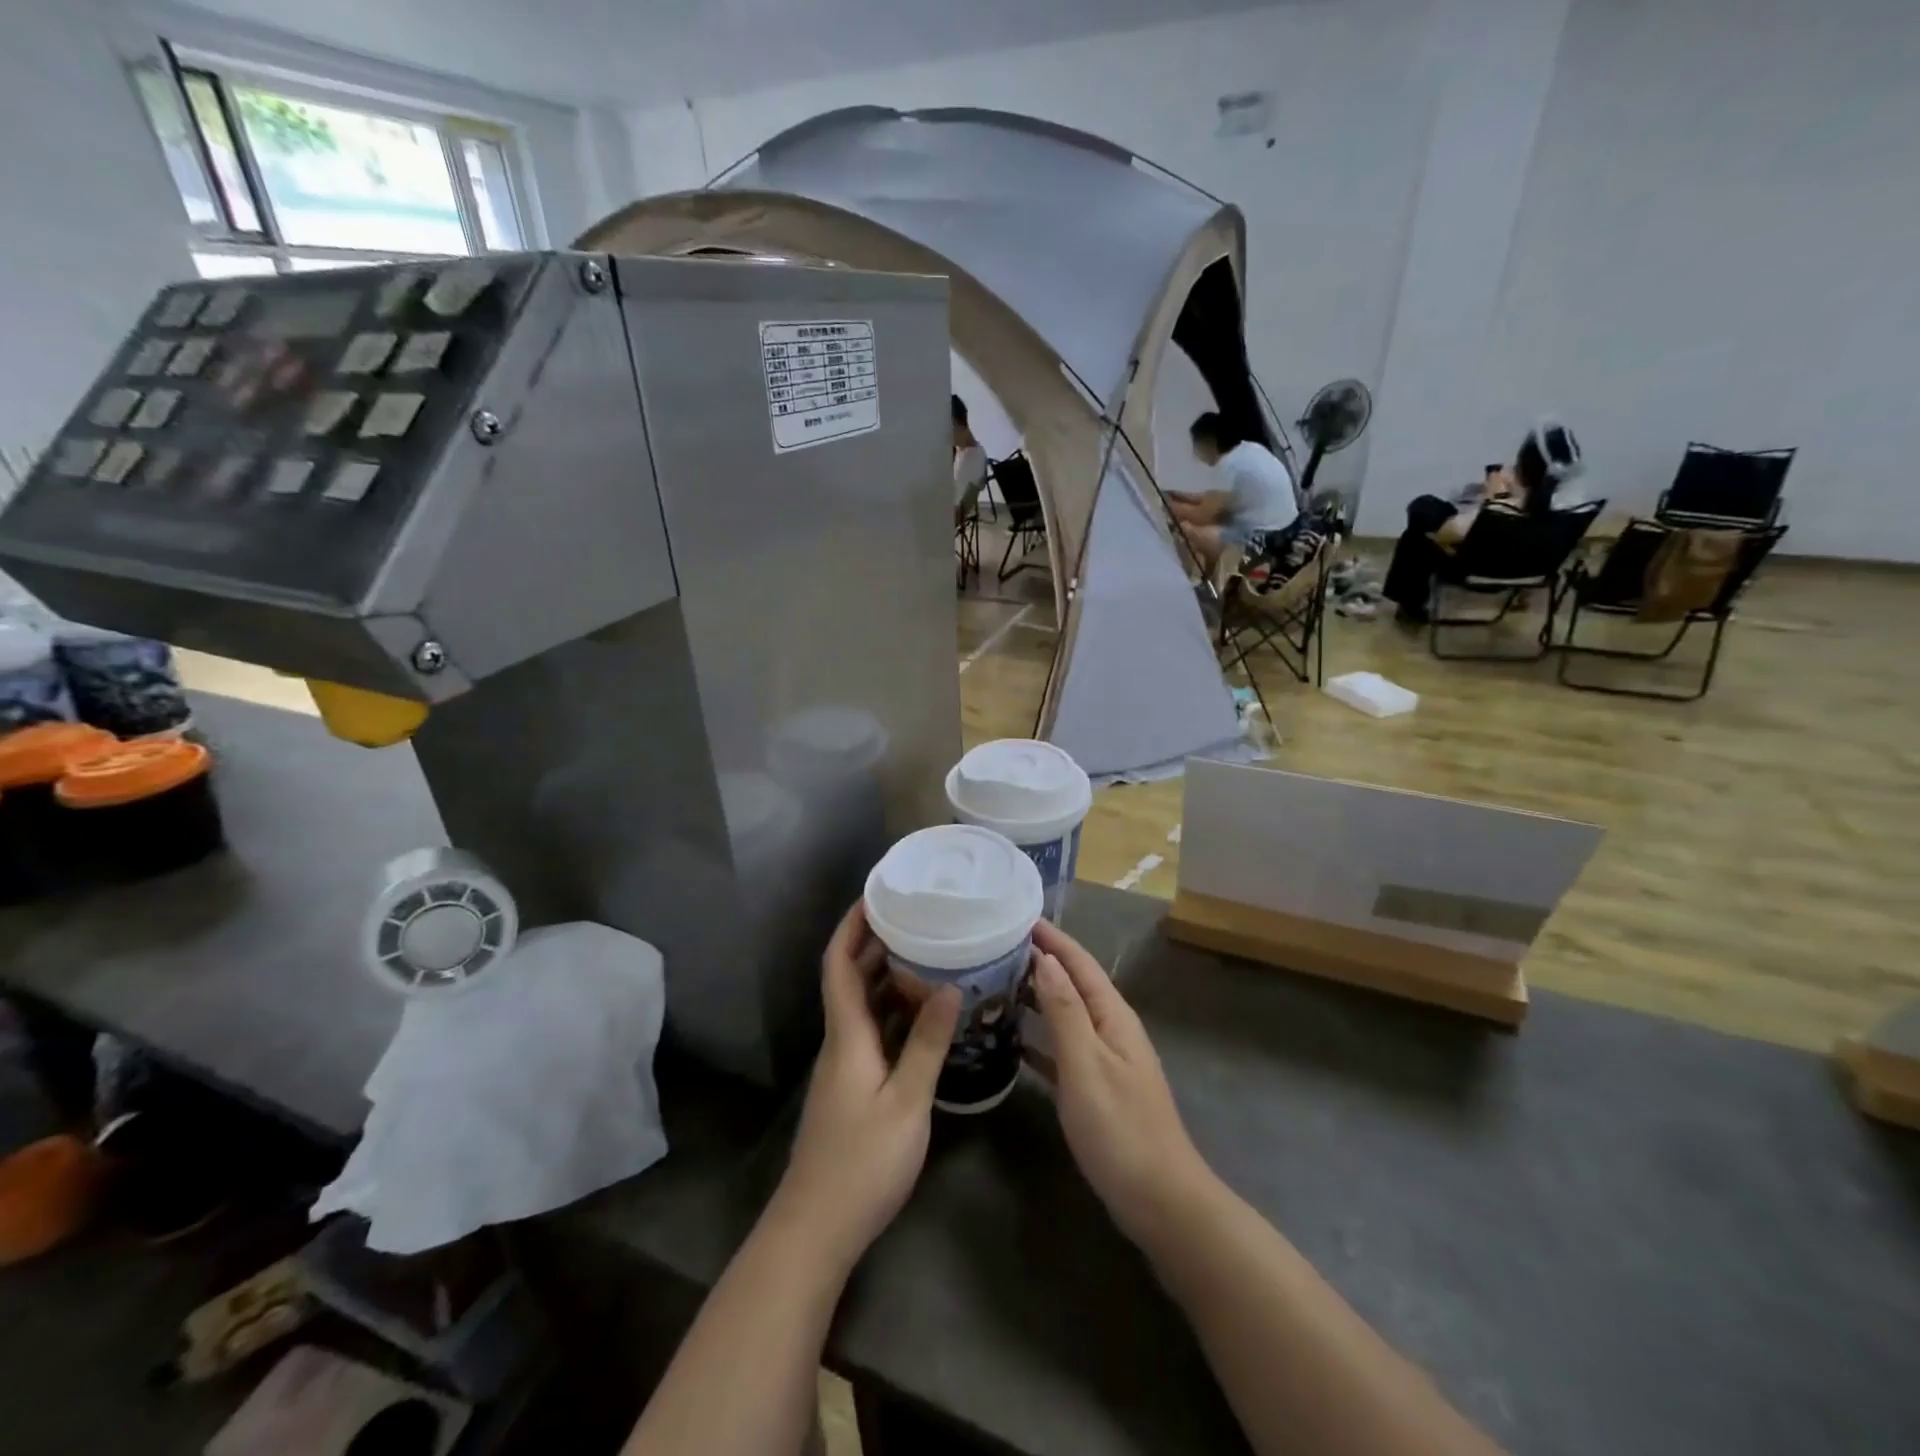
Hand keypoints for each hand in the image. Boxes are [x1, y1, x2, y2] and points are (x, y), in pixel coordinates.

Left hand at [772, 900, 960, 1272]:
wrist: (816, 1230)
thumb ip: (926, 1044)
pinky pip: (874, 1033)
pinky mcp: (853, 1088)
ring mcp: (845, 1066)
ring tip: (928, 953)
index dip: (850, 927)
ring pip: (863, 1007)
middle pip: (850, 979)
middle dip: (875, 943)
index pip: (838, 965)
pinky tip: (925, 1014)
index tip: (874, 896)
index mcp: (847, 1035)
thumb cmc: (861, 1163)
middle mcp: (841, 1042)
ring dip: (887, 977)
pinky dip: (895, 1013)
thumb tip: (950, 987)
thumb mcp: (906, 1102)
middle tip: (916, 917)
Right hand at [1028, 920, 1213, 1246]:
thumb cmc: (1120, 1129)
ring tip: (997, 984)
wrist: (1160, 1200)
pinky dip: (1039, 1038)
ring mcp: (1105, 1060)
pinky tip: (1012, 1041)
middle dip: (1041, 962)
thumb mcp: (1086, 1065)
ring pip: (1066, 1015)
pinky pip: (1062, 1049)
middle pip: (1074, 984)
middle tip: (995, 947)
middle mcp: (1111, 1029)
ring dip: (1036, 997)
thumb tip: (1047, 958)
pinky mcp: (1096, 1089)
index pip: (1079, 963)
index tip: (1017, 916)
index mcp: (1113, 1016)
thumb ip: (1065, 1011)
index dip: (1052, 938)